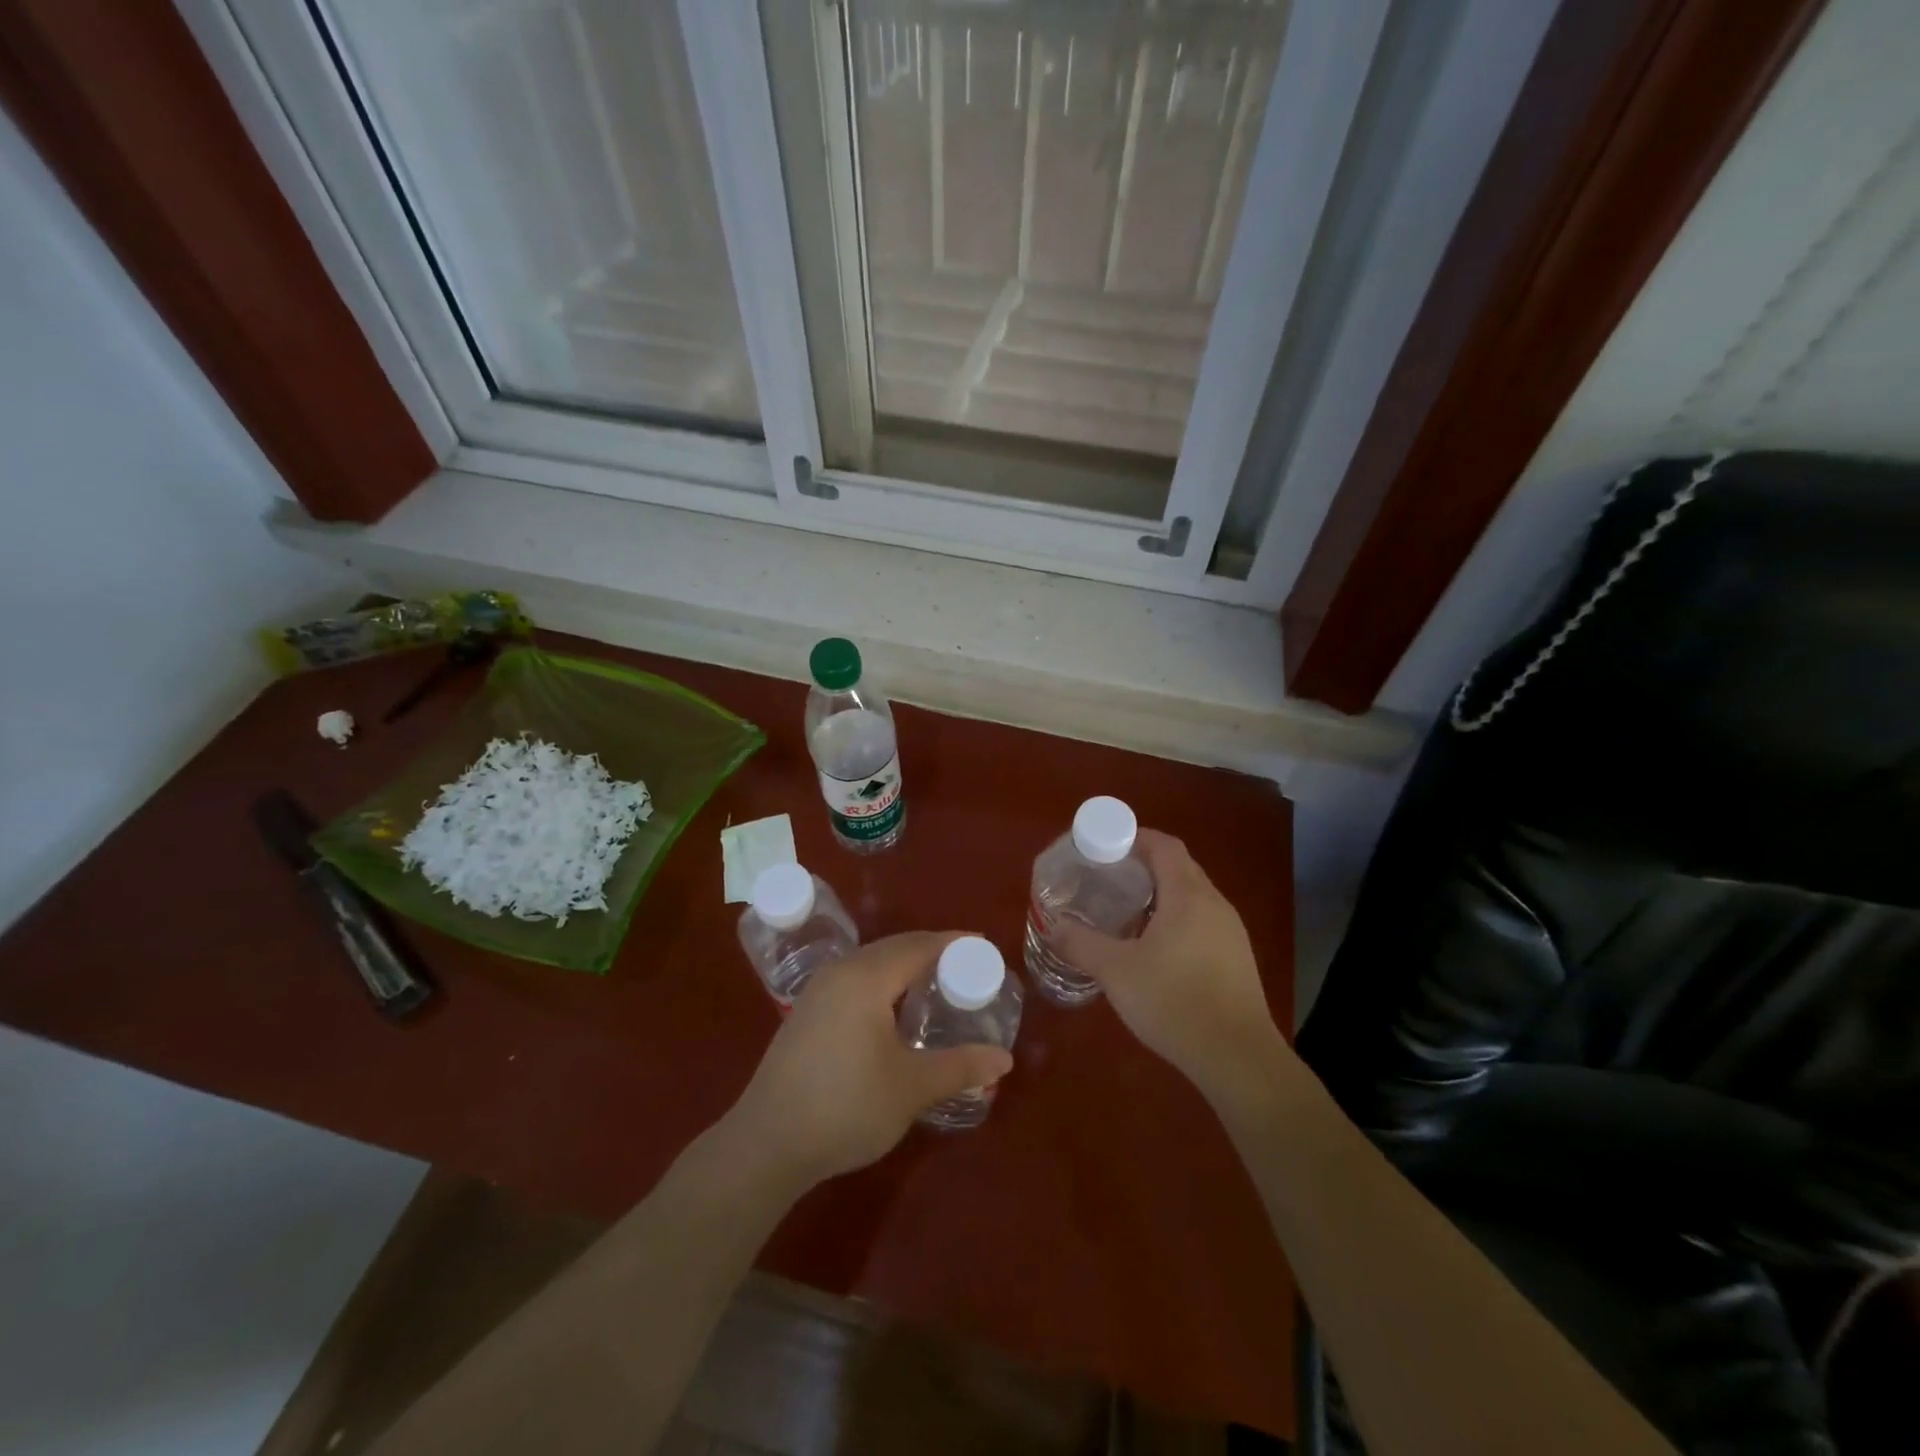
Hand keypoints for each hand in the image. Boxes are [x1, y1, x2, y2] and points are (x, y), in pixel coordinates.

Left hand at [721, 932, 1013, 1187]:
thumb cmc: (845, 1107)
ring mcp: (818, 991)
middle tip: (966, 969)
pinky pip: (855, 979)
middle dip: (931, 952)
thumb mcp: (911, 1088)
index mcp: (866, 977)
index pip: (919, 945)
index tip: (984, 946)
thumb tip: (1005, 1059)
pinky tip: (893, 1011)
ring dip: (905, 967)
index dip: (953, 943)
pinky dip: (883, 982)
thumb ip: (960, 1067)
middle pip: (894, 948)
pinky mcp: (806, 1012)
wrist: (766, 1144)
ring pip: (871, 963)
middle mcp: (840, 972)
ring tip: (935, 987)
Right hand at [1052, 830, 1288, 1102]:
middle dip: (1145, 865)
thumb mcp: (1116, 971)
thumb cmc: (1174, 1002)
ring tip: (1127, 911)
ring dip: (1162, 894)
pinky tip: (1156, 948)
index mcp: (1187, 895)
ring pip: (1193, 896)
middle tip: (1109, 878)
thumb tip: (1052, 925)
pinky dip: (1177, 919)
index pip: (1164, 846)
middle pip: (1179, 867)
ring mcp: (1231, 932)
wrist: (1237, 1057)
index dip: (1136, 838)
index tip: (1106, 846)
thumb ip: (1081, 944)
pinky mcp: (1237, 958)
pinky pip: (1203, 921)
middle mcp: (1215, 904)